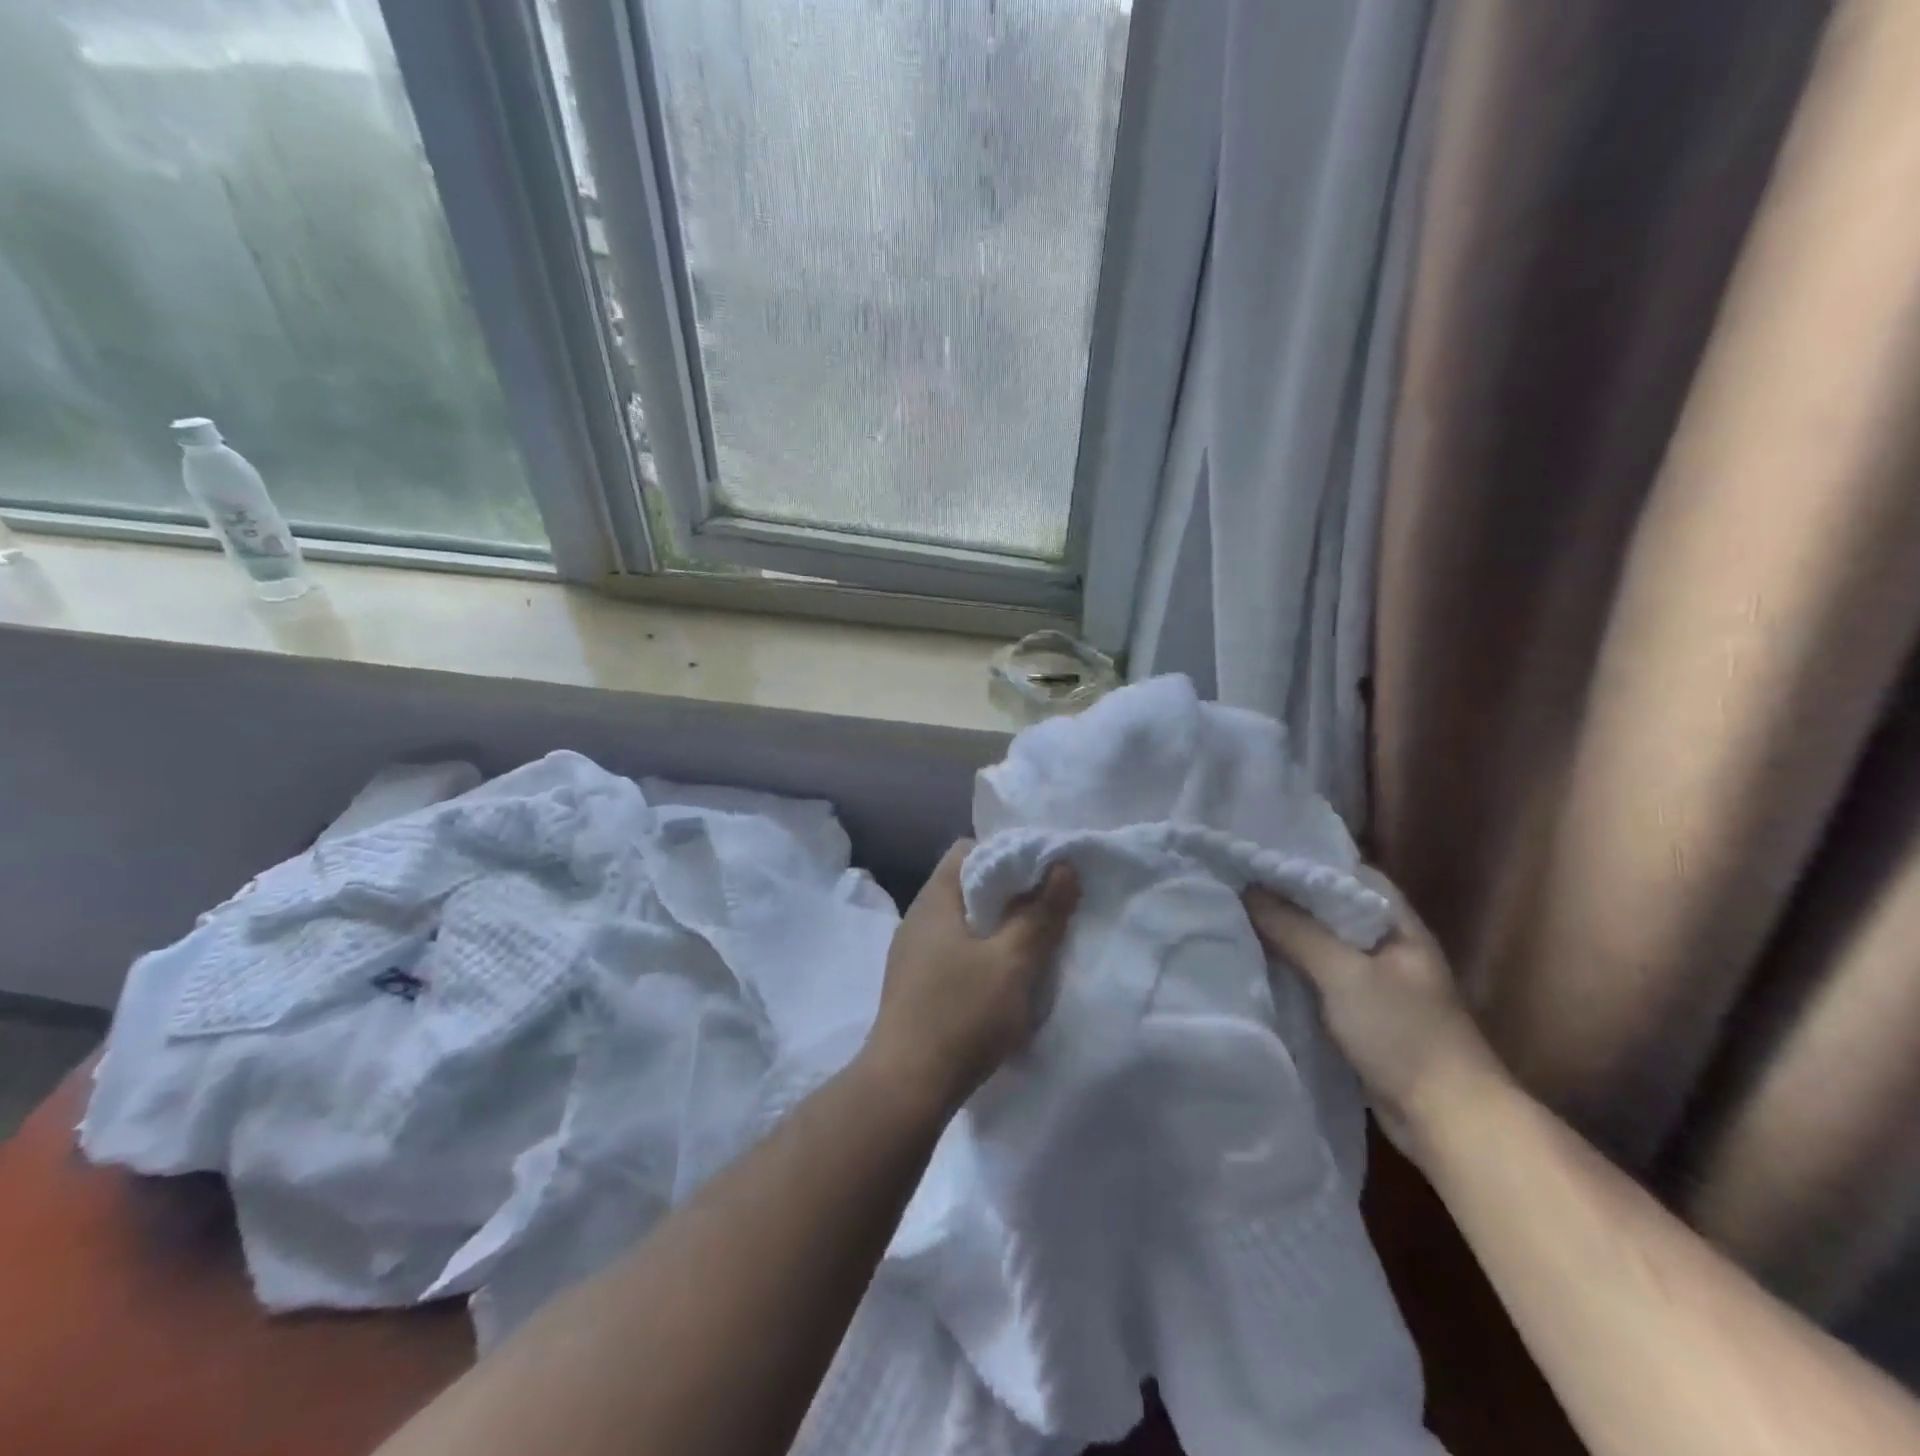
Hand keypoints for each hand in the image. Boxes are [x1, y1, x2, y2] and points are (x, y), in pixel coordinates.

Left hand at [863, 841, 1079, 1116]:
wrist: (905, 1090)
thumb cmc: (960, 1015)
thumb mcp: (1011, 962)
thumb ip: (1040, 913)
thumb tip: (1063, 866)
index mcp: (935, 901)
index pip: (968, 851)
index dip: (1007, 852)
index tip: (1042, 871)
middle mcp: (919, 920)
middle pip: (967, 887)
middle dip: (1010, 894)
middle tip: (1049, 907)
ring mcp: (913, 956)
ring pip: (964, 924)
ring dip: (999, 929)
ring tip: (1035, 943)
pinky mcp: (916, 987)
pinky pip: (956, 954)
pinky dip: (984, 956)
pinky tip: (1006, 980)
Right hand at [1244, 871, 1505, 1163]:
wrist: (1447, 1120)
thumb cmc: (1404, 1034)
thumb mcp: (1345, 974)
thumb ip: (1295, 929)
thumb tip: (1247, 889)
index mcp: (1395, 922)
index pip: (1346, 872)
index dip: (1304, 859)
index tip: (1256, 853)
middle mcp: (1384, 944)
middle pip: (1327, 908)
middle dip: (1284, 897)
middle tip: (1232, 882)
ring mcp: (1372, 980)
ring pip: (1318, 944)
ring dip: (1282, 934)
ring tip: (1231, 915)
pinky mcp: (1357, 1012)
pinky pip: (1315, 977)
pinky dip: (1288, 968)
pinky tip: (1253, 962)